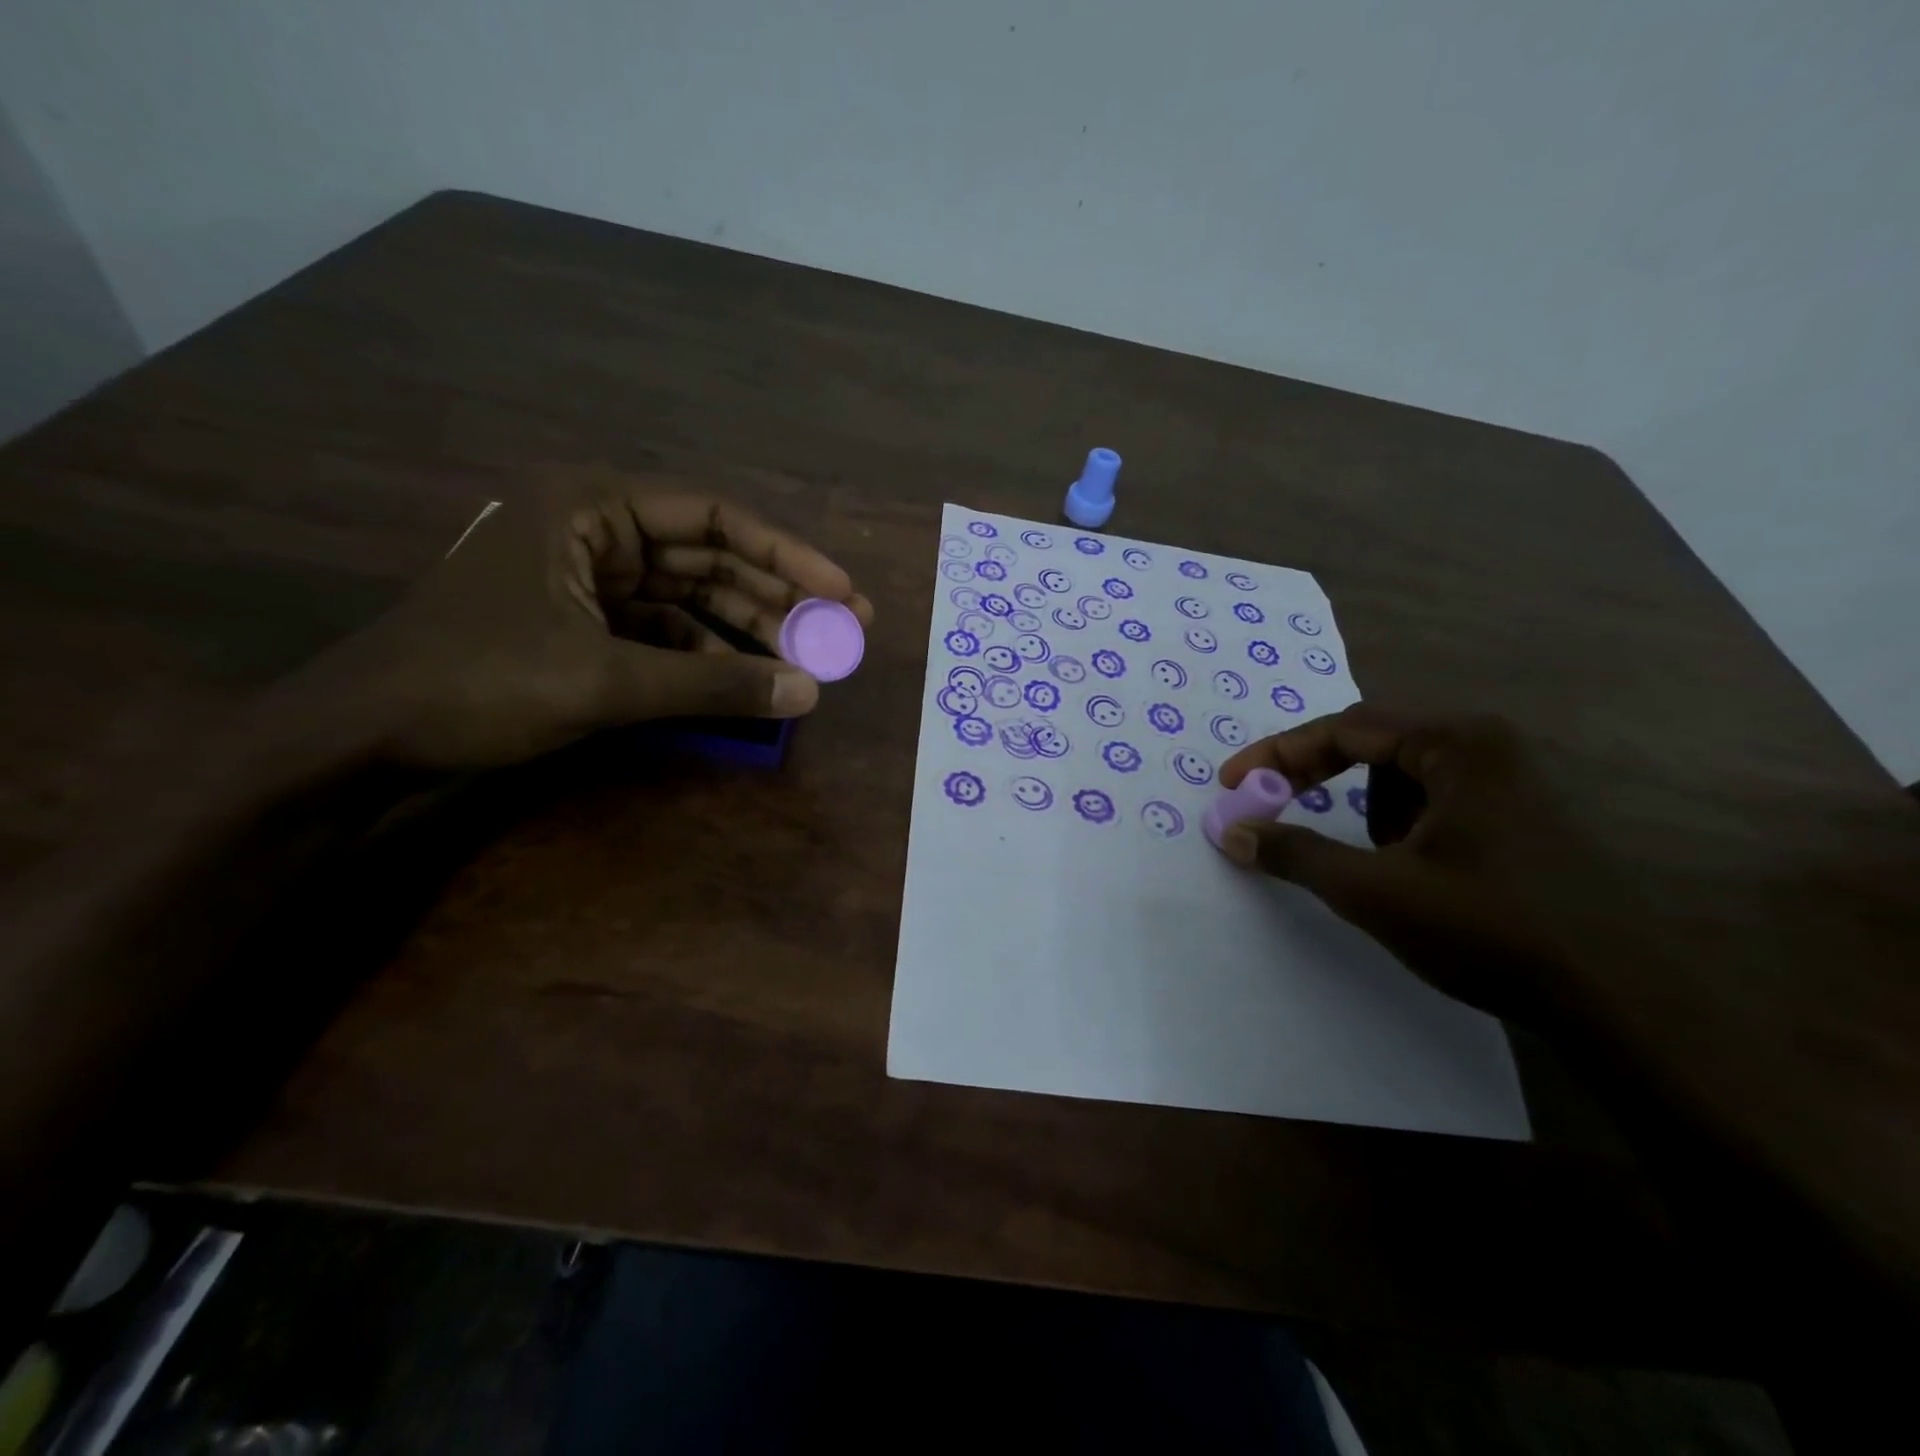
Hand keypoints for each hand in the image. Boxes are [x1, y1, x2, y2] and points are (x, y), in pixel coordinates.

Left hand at [295, 468, 873, 770]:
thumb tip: (809, 692)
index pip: (714, 517)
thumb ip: (714, 683)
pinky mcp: (581, 624)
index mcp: (590, 508)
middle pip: (708, 556)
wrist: (365, 735)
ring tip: (806, 660)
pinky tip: (743, 679)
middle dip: (775, 595)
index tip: (842, 592)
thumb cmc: (479, 684)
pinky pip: (661, 631)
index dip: (787, 555)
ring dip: (745, 629)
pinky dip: (703, 655)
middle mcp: (593, 531)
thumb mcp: (607, 681)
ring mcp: (586, 580)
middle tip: (842, 629)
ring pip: (688, 597)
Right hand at [1215, 704, 1606, 1027]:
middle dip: (1320, 780)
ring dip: (1368, 813)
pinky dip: (1403, 829)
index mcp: (1457, 744)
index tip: (1234, 784)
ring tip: (1376, 865)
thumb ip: (1295, 853)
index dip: (1279, 754)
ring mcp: (1513, 781)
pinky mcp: (1523, 817)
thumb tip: (1232, 832)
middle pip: (1373, 746)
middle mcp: (1488, 746)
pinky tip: (1419, 875)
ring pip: (1403, 779)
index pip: (1345, 728)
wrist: (1620, 1001)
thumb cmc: (1489, 928)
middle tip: (1272, 807)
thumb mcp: (1373, 891)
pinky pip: (1436, 803)